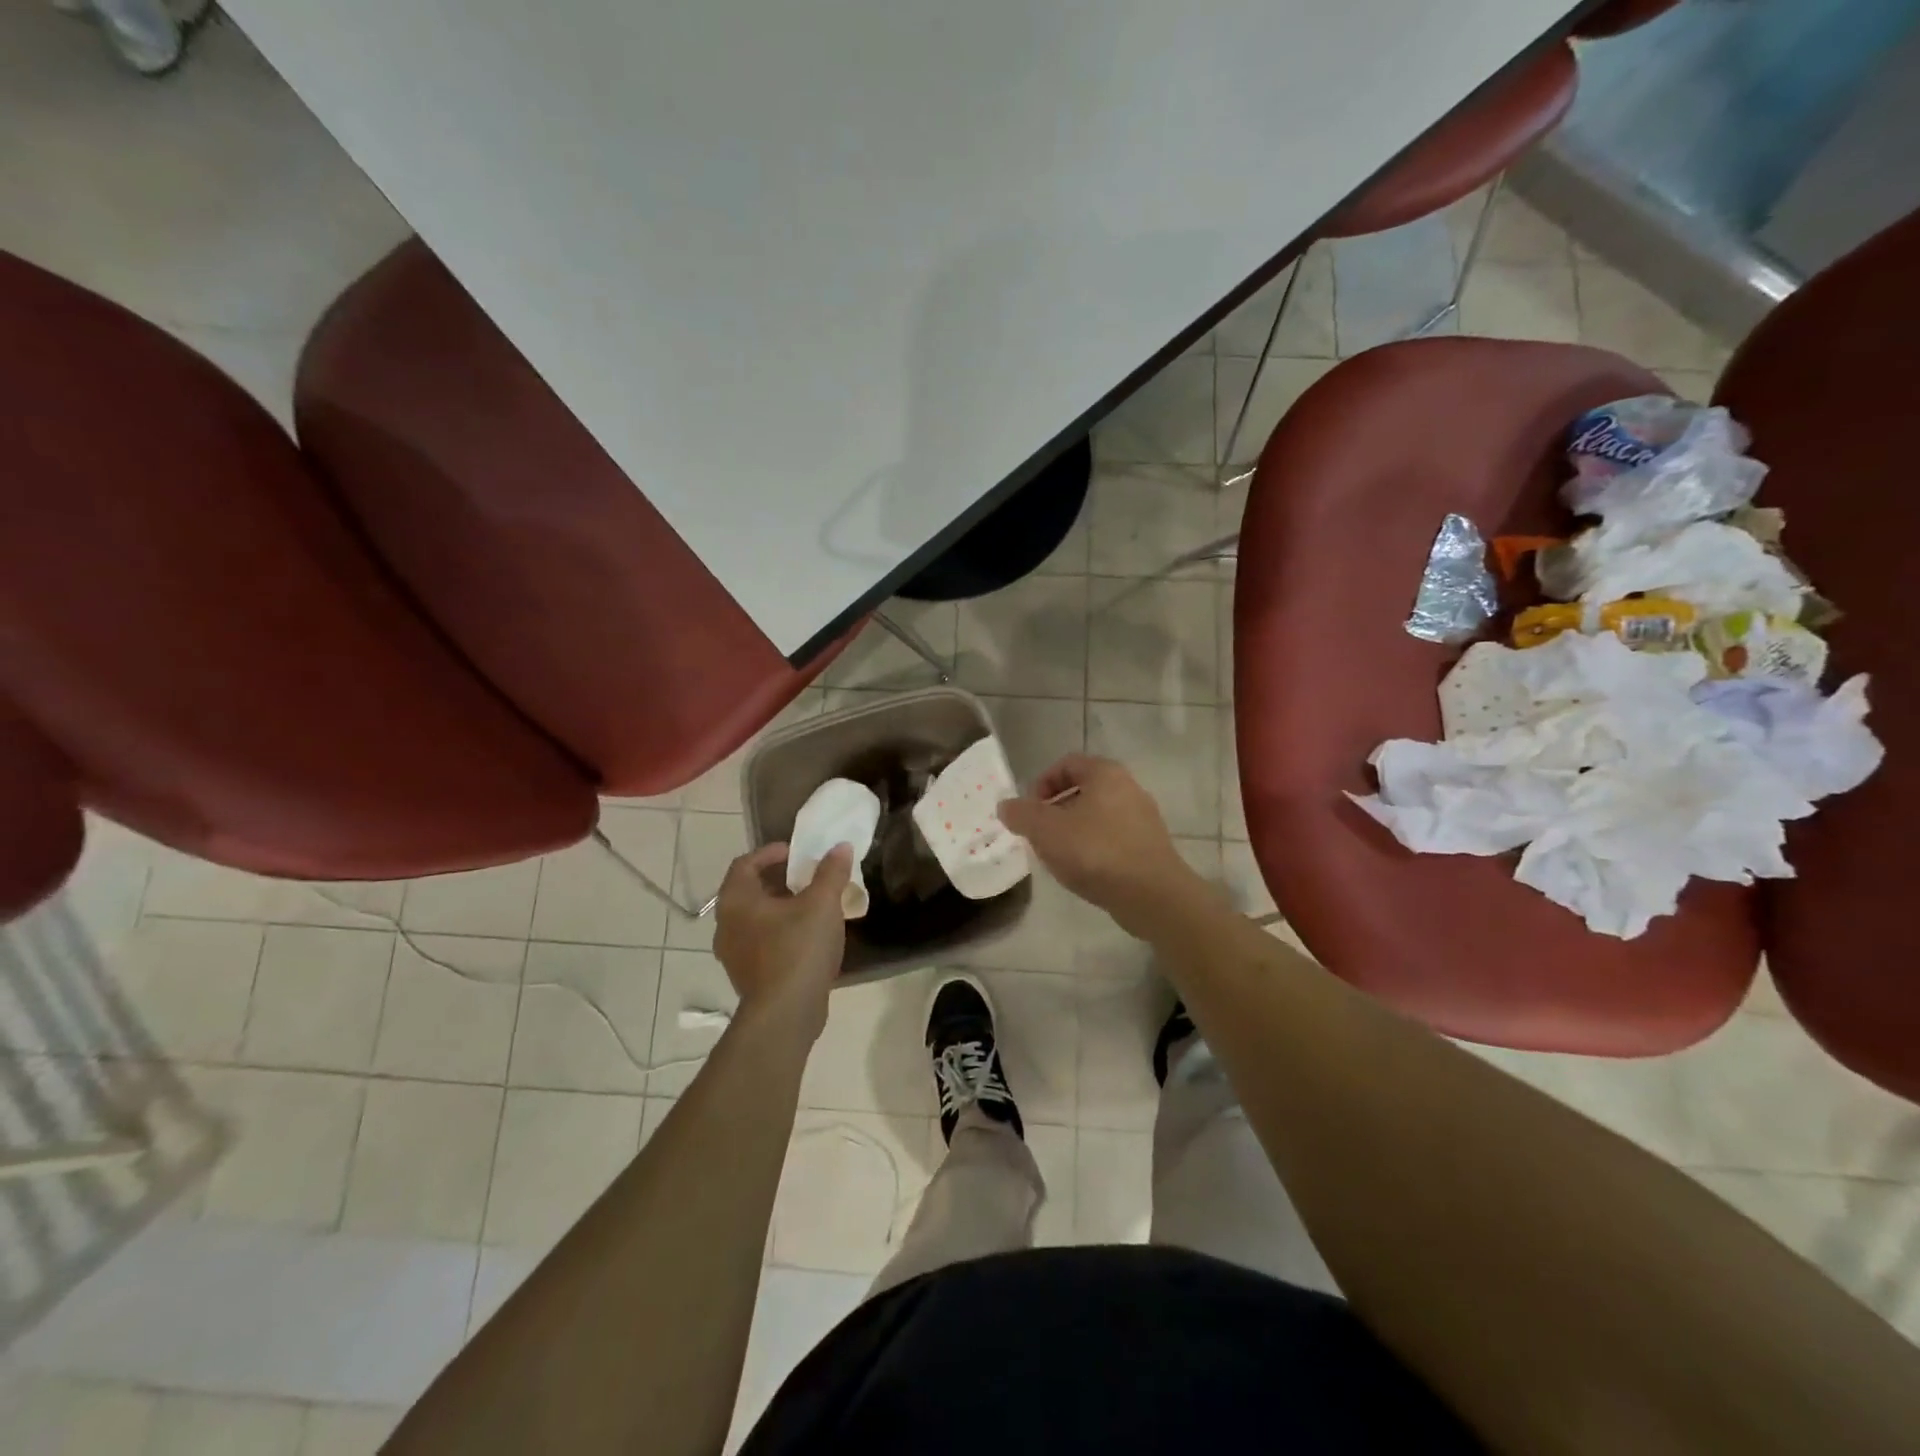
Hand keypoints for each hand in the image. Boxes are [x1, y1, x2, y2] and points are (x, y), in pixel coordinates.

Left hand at [712, 842, 852, 1043]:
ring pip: (755, 918)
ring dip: (781, 906)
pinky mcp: (748, 975)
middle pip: (749, 890)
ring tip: (812, 905)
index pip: (745, 863)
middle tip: (808, 876)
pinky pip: (761, 941)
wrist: (786, 1014)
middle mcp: (726, 925)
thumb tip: (840, 847)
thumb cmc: (798, 949)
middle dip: (778, 879)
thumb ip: (831, 872)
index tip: (796, 853)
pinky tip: (808, 936)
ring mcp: (734, 954)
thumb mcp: (822, 904)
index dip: (770, 853)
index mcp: (736, 901)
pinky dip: (780, 930)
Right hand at [997, 754, 1201, 936]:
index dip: (1041, 783)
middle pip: (1083, 789)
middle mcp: (1129, 788)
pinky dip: (1094, 848)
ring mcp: (1144, 818)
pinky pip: (1113, 838)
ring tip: (1058, 856)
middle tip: (1039, 834)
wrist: (1151, 895)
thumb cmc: (1095, 852)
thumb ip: (1021, 814)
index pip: (1067, 764)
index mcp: (1105, 774)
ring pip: (1098, 815)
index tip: (1029, 810)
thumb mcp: (1046, 830)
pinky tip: (1084, 871)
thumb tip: (1006, 806)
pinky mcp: (1150, 847)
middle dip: (1055, 810)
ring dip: (1073, 830)